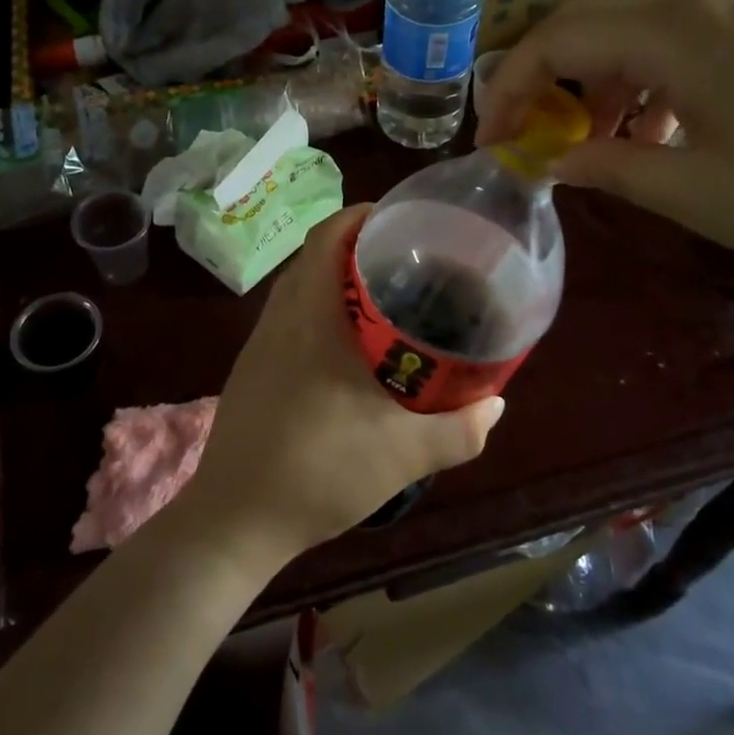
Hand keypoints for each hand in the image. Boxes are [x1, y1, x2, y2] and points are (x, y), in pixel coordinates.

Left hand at [175, 206, 503, 566]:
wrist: (236, 519)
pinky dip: (319, 311)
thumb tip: (496, 404)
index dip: (361, 215)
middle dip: (358, 247)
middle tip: (408, 259)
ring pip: (300, 287)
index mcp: (310, 315)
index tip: (401, 219)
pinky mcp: (251, 368)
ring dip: (336, 280)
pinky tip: (348, 349)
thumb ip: (460, 429)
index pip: (327, 236)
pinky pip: (289, 318)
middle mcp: (280, 317)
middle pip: (314, 255)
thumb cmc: (320, 470)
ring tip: (386, 298)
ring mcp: (260, 343)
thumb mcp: (404, 453)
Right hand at [477, 0, 733, 307]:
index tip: (489, 141)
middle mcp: (715, 0)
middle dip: (548, 70)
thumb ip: (609, 168)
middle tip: (533, 130)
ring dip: (603, 75)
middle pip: (596, 13)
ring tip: (601, 142)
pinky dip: (655, 78)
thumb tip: (550, 161)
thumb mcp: (697, 193)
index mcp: (682, 30)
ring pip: (646, 24)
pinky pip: (696, 39)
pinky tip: (670, 132)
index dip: (510, 87)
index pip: (559, 36)